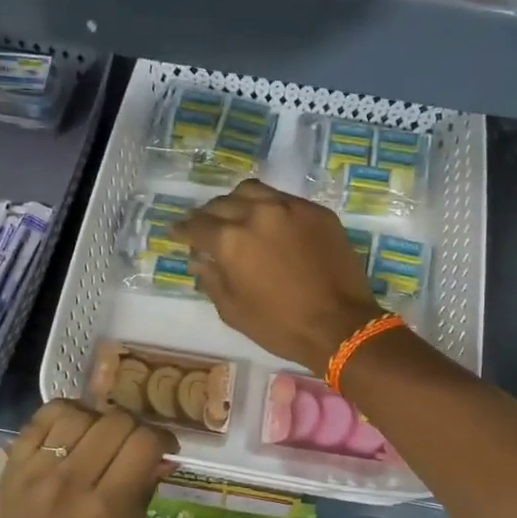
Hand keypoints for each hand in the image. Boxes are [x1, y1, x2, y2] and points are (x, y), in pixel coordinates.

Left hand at [0, 400, 176, 517]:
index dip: (162, 439)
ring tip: (100, 433)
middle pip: (116, 422)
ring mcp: (39, 471)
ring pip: (80, 414)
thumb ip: (142, 495)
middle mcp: (74, 482)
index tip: (164, 448)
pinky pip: (41, 419)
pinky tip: (72, 426)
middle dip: (135, 427)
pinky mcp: (13, 466)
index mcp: (107, 508)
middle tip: (133, 442)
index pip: (144, 444)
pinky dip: (64, 414)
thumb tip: (162, 458)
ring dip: (99, 419)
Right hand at [176, 180, 385, 372]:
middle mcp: (257, 214)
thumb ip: (211, 278)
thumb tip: (199, 258)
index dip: (182, 229)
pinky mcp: (317, 212)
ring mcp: (290, 208)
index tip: (176, 231)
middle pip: (221, 203)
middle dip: (207, 215)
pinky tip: (269, 221)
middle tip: (204, 227)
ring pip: (252, 191)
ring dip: (236, 201)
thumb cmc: (280, 326)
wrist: (340, 326)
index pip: (196, 226)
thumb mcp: (233, 311)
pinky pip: (283, 199)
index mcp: (231, 240)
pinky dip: (268, 206)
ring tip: (235, 215)